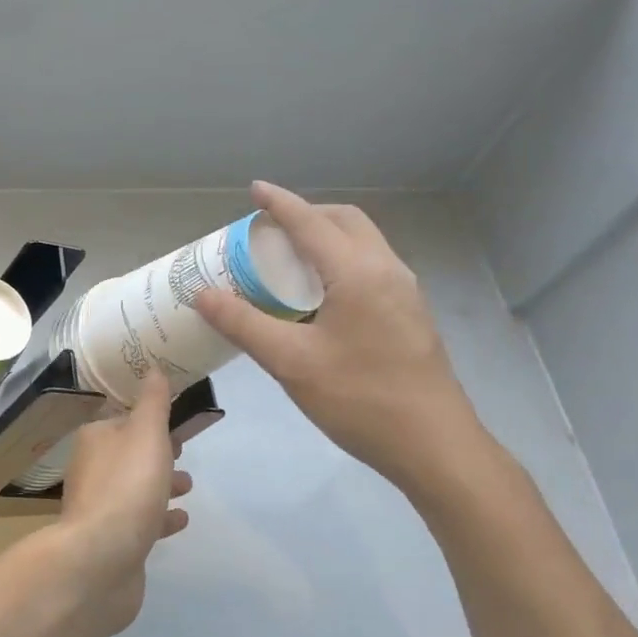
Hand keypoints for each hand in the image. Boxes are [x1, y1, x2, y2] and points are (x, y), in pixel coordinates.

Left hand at [54, 371, 191, 636]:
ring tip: (188, 485)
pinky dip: (159, 517)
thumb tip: (153, 368)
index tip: (173, 417)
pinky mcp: (112, 541)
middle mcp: (92, 470)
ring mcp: (100, 508)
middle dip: (155, 450)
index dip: (146, 416)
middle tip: (183, 449)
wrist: (100, 560)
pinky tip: (181, 520)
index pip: (121, 418)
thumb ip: (153, 402)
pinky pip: (140, 522)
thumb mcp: (146, 434)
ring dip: (160, 483)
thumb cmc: (127, 487)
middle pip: (127, 453)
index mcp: (95, 439)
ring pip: (134, 488)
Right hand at [194, 181, 487, 496]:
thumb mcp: (291, 362)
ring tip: (289, 259)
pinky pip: (371, 267)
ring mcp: (405, 293)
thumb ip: (244, 324)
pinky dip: (340, 261)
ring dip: (326, 237)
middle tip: (269, 230)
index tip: (254, 190)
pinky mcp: (410, 315)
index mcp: (358, 273)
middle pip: (345, 221)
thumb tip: (203, 294)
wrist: (434, 446)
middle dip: (307, 214)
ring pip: (363, 243)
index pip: (311, 223)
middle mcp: (387, 271)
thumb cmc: (360, 399)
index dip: (280, 204)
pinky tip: (319, 295)